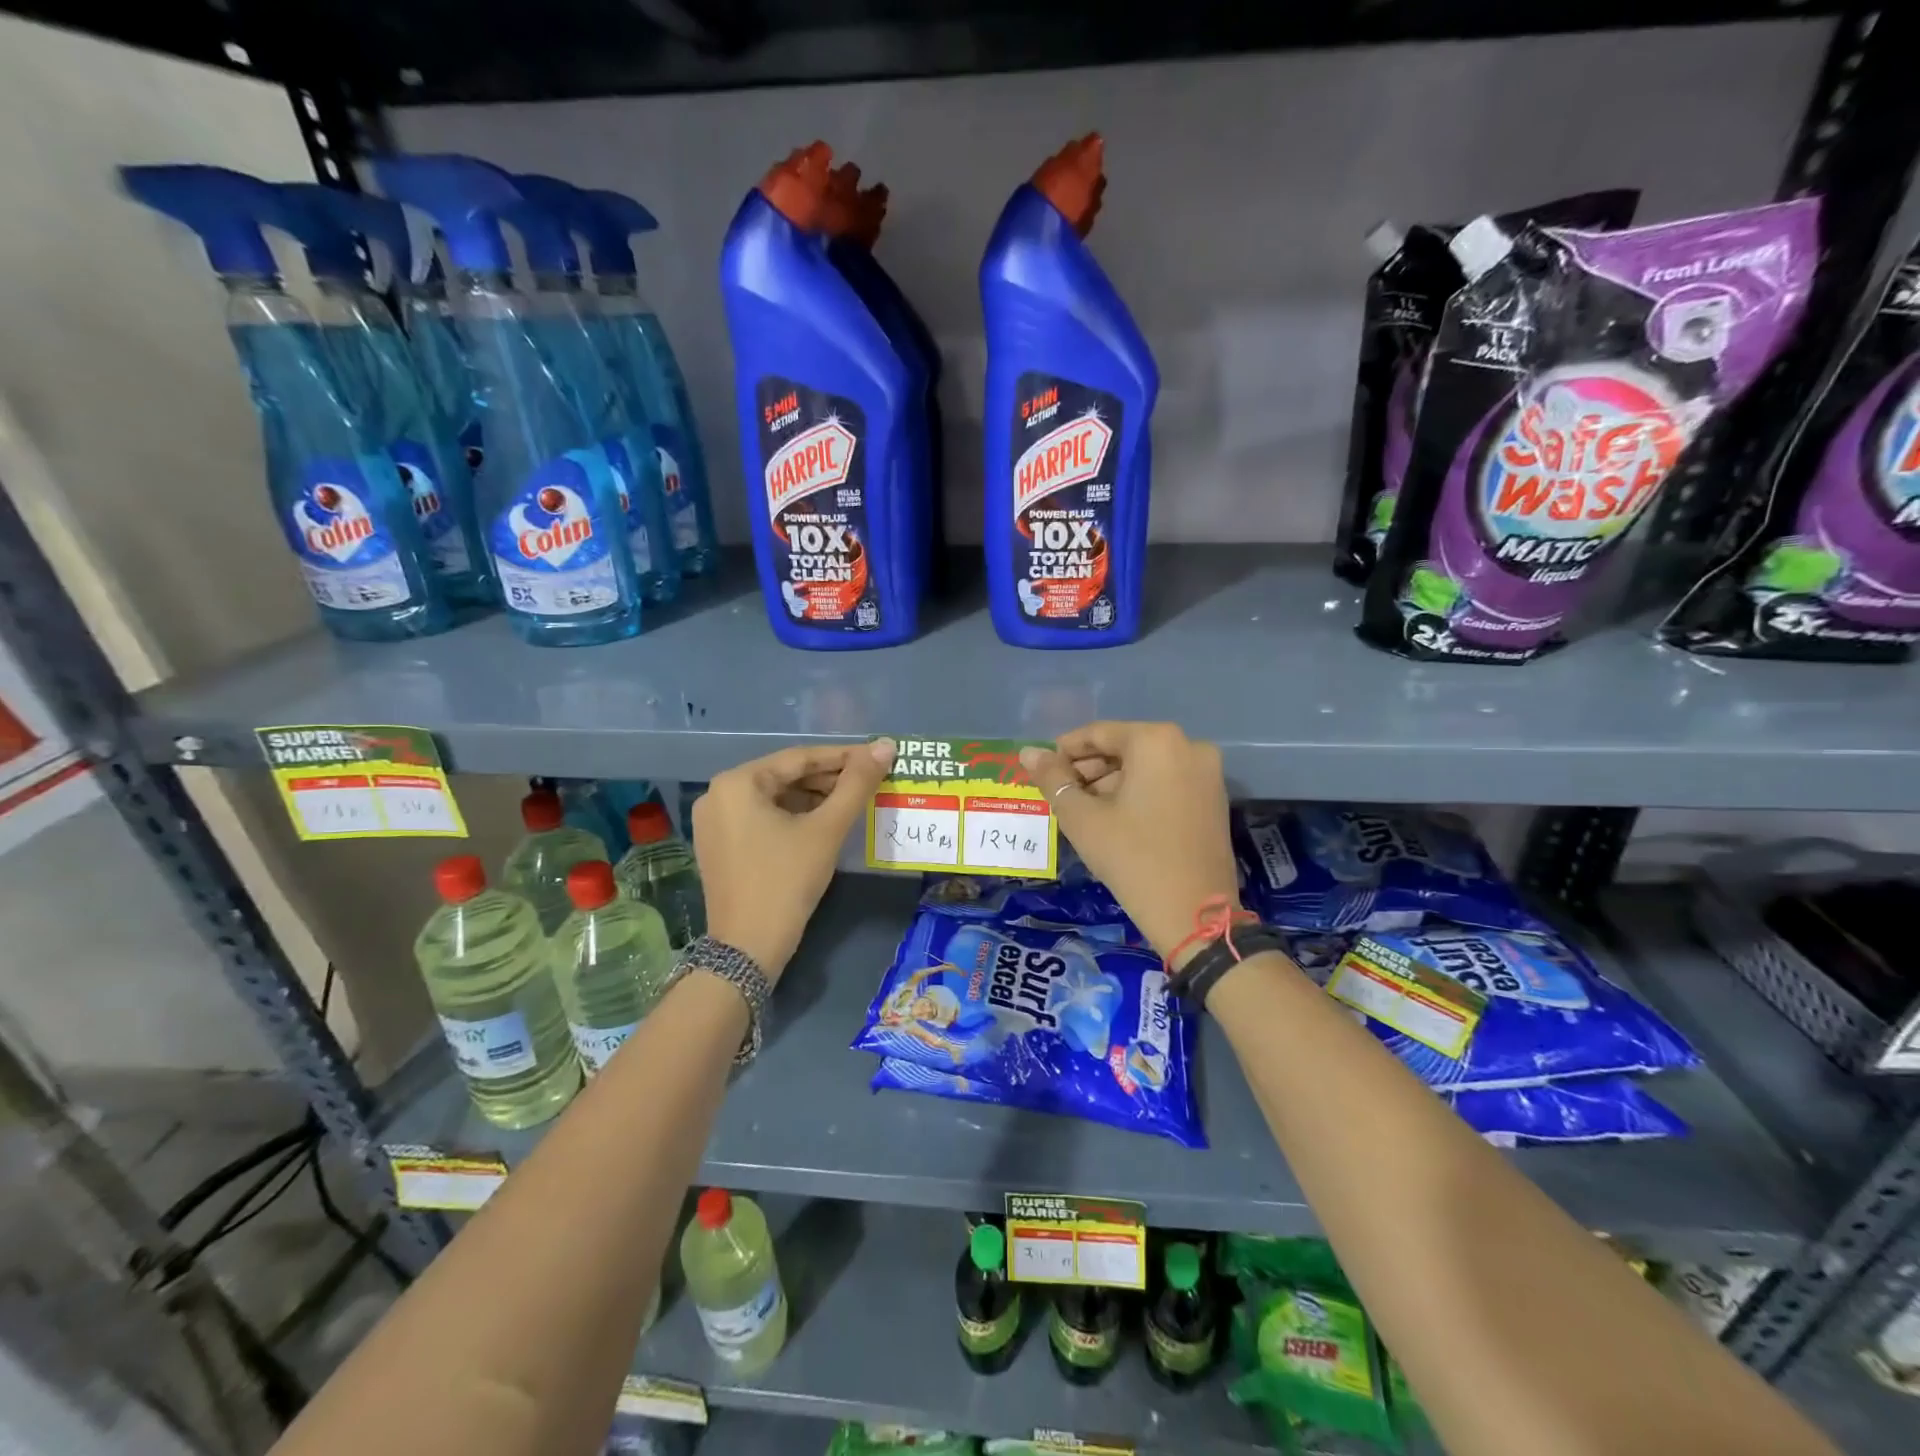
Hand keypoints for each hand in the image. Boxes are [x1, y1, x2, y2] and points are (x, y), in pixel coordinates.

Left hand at [693, 738, 896, 979]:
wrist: (748, 949)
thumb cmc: (787, 881)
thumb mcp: (827, 829)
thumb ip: (857, 784)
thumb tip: (885, 745)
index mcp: (737, 782)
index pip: (799, 758)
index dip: (843, 756)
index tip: (877, 756)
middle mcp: (718, 794)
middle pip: (785, 776)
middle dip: (829, 778)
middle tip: (870, 781)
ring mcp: (715, 822)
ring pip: (775, 798)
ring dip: (814, 797)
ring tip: (853, 800)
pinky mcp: (719, 845)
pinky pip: (762, 817)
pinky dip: (793, 816)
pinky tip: (824, 821)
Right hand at [1019, 722, 1240, 964]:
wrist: (1194, 914)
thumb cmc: (1132, 858)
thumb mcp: (1082, 818)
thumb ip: (1052, 779)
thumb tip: (1027, 753)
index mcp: (1156, 741)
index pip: (1098, 734)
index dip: (1065, 751)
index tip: (1042, 771)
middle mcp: (1187, 745)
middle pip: (1124, 748)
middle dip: (1089, 769)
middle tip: (1060, 795)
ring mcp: (1206, 772)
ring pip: (1146, 766)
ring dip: (1112, 782)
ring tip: (1083, 810)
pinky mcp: (1214, 798)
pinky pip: (1166, 781)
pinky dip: (1138, 792)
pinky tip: (1115, 817)